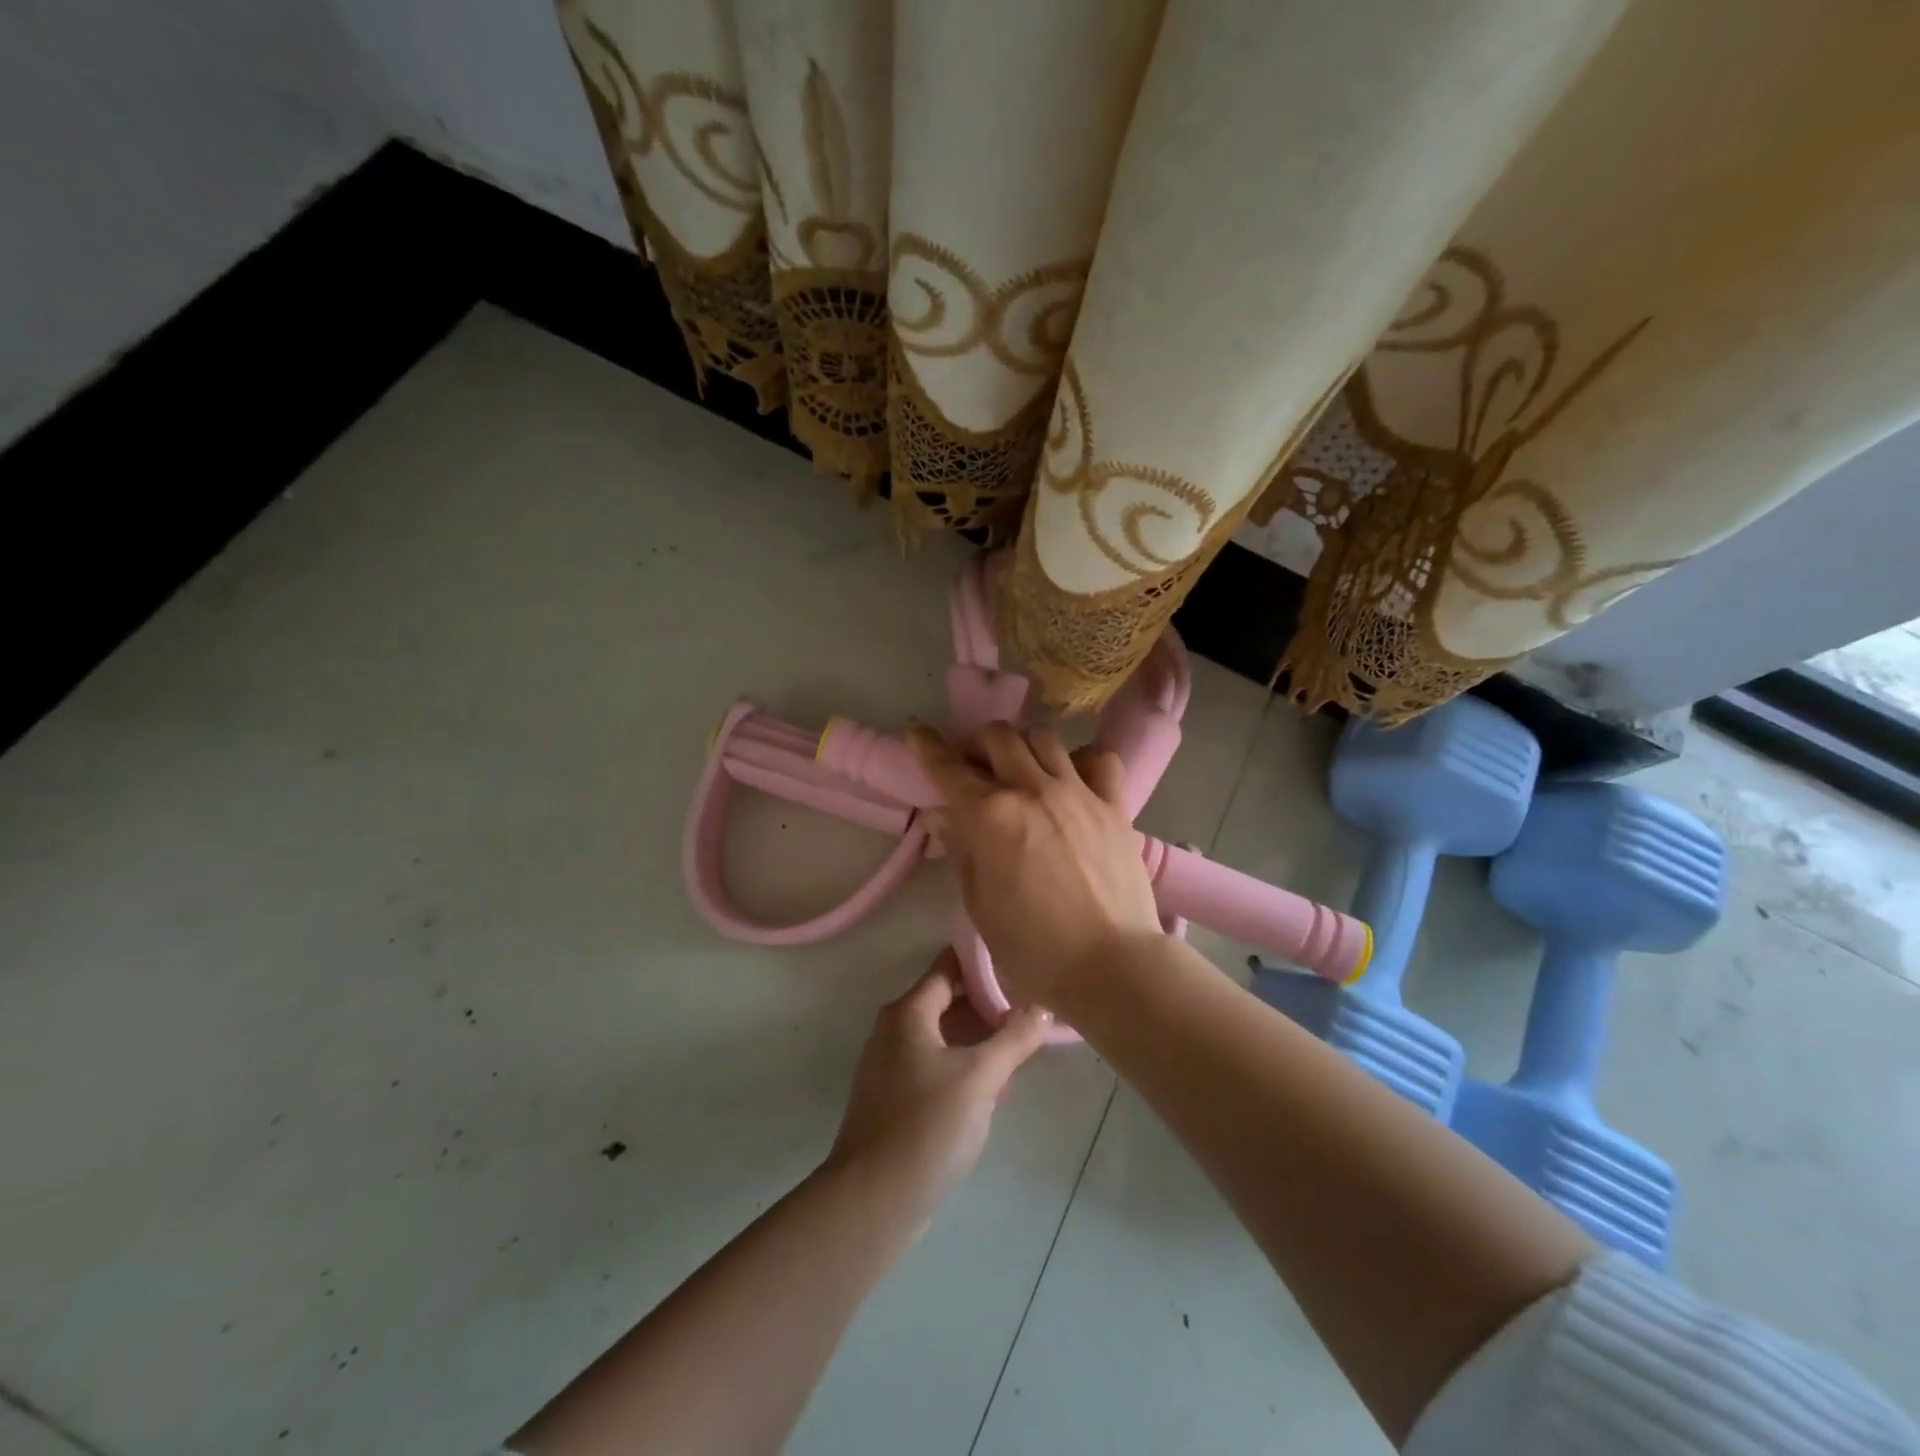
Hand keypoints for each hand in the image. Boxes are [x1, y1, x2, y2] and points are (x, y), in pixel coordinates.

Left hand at [827, 950, 1051, 1222]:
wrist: (874, 1199)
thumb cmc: (927, 1125)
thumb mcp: (980, 1077)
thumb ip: (1014, 1038)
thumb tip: (1042, 1006)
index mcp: (908, 1011)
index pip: (949, 965)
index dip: (984, 959)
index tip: (1020, 957)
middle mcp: (894, 1028)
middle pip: (947, 998)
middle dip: (989, 1000)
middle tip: (1033, 999)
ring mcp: (891, 1063)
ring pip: (944, 1033)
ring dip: (980, 1033)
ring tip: (1024, 1036)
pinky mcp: (895, 1096)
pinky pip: (936, 1062)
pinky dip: (964, 1061)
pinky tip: (996, 1078)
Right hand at [908, 721, 1165, 1010]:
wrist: (1110, 966)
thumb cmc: (1033, 949)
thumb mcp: (980, 905)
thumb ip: (961, 851)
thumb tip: (942, 815)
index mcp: (990, 816)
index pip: (949, 768)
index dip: (928, 747)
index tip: (918, 732)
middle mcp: (1032, 790)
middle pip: (999, 737)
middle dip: (979, 744)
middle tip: (976, 767)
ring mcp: (1078, 793)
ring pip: (1044, 739)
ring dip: (1024, 747)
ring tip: (1022, 770)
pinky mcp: (1115, 805)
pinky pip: (1099, 760)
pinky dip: (1082, 761)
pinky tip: (1074, 780)